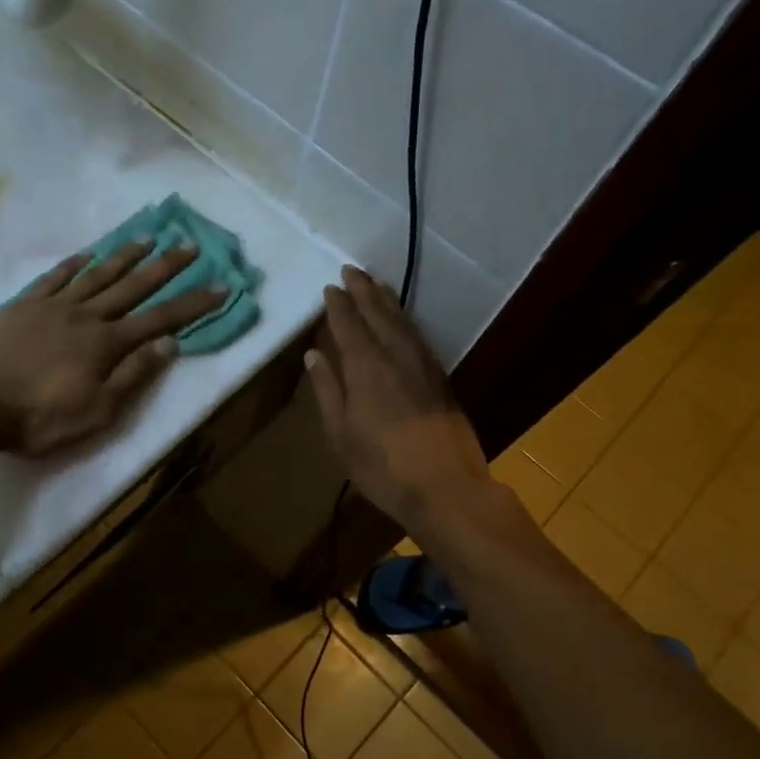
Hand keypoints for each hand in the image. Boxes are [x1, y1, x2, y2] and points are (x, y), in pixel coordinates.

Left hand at [0, 240, 224, 455]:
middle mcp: (86, 315)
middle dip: (165, 266)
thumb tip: (168, 343)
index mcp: (106, 343)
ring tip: (147, 238)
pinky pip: (55, 277)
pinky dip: (74, 264)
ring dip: (125, 256)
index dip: (193, 304)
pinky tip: (87, 254)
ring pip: (97, 274)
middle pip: (133, 286)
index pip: (160, 319)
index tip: (220, 286)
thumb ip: (133, 375)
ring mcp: (53, 306)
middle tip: (190, 245)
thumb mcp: (97, 411)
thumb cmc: (40, 418)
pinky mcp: (25, 306)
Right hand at [305, 266, 491, 526]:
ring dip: (388, 300)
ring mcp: (423, 365)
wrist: (445, 488)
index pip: (349, 325)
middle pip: (379, 314)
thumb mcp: (341, 433)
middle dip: (364, 290)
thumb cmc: (381, 466)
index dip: (338, 305)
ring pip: (403, 322)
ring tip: (376, 283)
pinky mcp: (441, 378)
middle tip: (351, 270)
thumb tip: (314, 355)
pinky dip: (407, 320)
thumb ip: (328, 390)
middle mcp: (395, 356)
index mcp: (365, 368)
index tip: (330, 287)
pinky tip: (403, 321)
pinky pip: (419, 336)